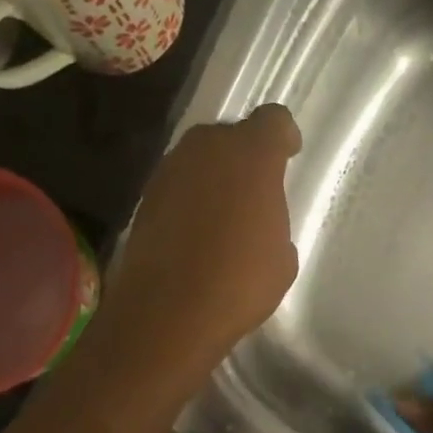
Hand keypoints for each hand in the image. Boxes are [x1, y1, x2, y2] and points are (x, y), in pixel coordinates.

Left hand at [92, 105, 301, 392]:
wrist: (168, 312)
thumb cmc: (240, 282)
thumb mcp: (282, 256)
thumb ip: (273, 221)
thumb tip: (257, 224)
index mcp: (252, 155)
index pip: (274, 120)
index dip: (284, 137)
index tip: (288, 156)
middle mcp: (207, 148)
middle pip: (231, 134)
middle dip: (244, 156)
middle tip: (255, 190)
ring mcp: (170, 170)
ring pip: (200, 159)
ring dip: (214, 177)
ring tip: (224, 215)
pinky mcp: (144, 197)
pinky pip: (178, 185)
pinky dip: (189, 199)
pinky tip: (196, 233)